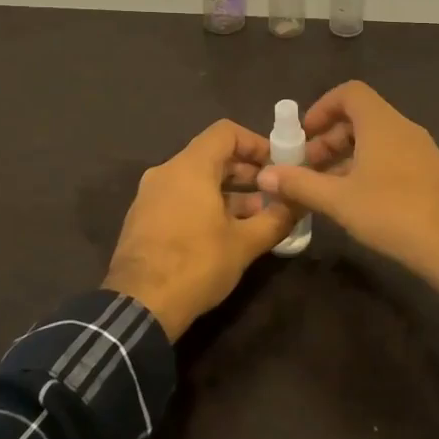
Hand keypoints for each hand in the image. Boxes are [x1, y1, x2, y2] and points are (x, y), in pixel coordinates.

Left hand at [104, 120, 296, 339]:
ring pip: (196, 179)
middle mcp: (166, 172)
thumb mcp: (245, 244)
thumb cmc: (196, 264)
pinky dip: (205, 204)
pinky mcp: (143, 218)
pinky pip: (180, 197)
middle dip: (246, 172)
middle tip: (273, 193)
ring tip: (256, 218)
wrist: (139, 306)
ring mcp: (150, 195)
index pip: (226, 132)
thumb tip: (299, 204)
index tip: (277, 165)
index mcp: (190, 167)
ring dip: (228, 192)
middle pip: (211, 156)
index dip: (255, 143)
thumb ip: (276, 218)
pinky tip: (225, 233)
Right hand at [255, 81, 438, 289]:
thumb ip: (300, 184)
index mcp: (381, 123)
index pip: (350, 93)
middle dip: (329, 138)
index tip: (304, 134)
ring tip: (326, 187)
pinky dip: (369, 167)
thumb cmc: (392, 212)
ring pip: (376, 140)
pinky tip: (356, 199)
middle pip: (360, 117)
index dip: (322, 107)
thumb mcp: (339, 200)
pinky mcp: (431, 173)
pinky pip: (392, 156)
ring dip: (347, 156)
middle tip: (308, 166)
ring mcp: (421, 150)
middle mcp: (403, 128)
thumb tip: (264, 175)